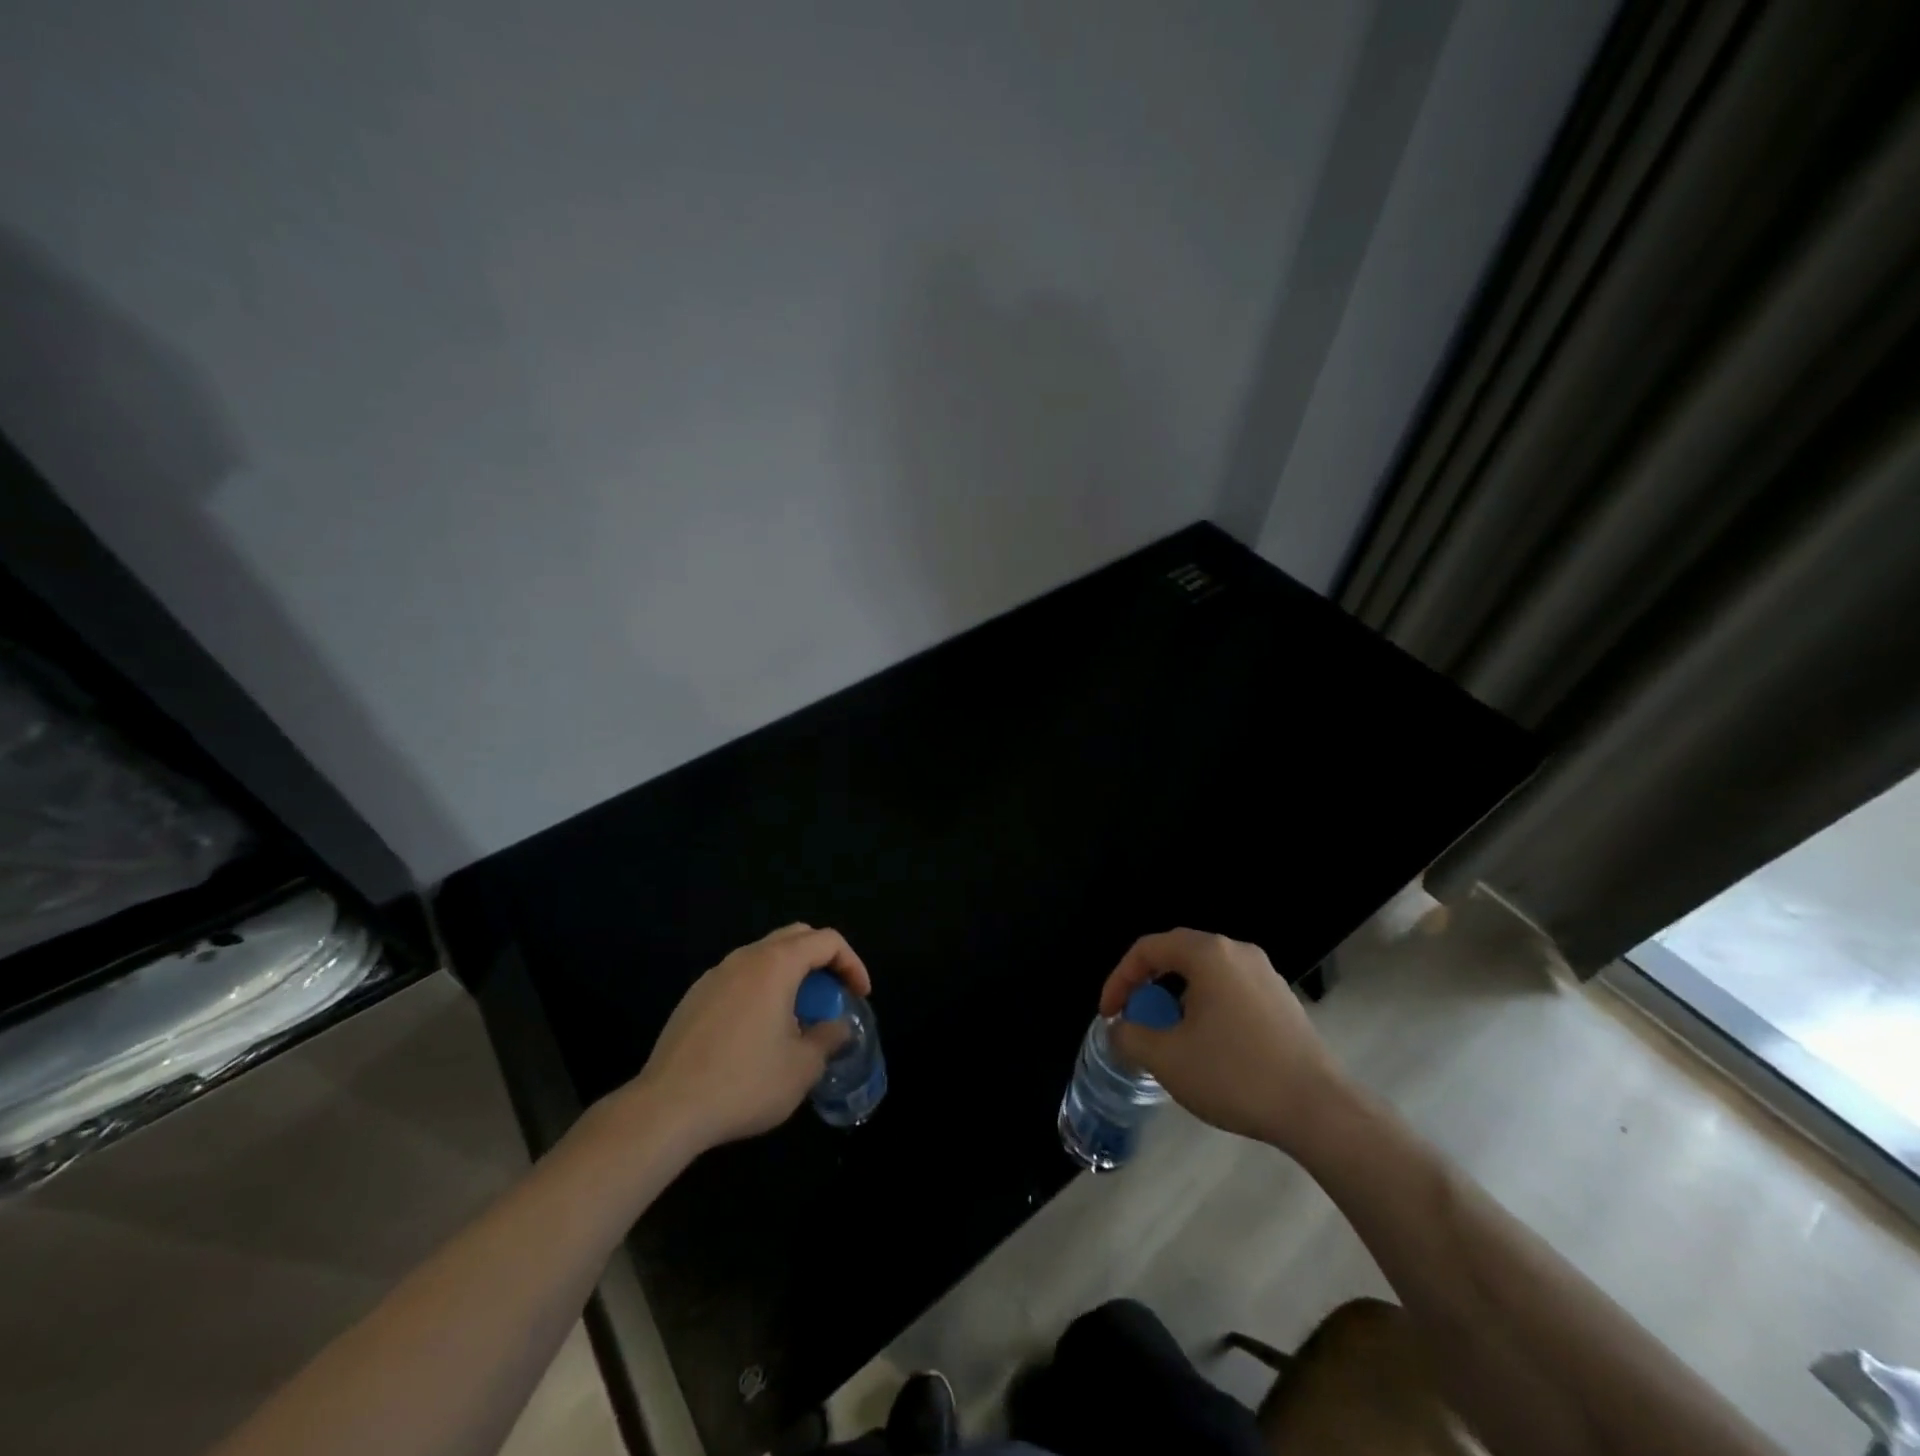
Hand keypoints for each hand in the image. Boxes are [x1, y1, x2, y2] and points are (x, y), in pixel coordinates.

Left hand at [624, 923, 870, 1152]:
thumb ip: (827, 1039)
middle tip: (832, 996)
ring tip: (798, 1016)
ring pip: (764, 957)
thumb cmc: (744, 1082)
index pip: (827, 941)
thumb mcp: (801, 1068)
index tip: (859, 996)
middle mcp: (745, 958)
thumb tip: (837, 1027)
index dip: (852, 963)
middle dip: (822, 961)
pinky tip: (759, 1032)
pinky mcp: (694, 997)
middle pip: (795, 937)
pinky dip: (762, 990)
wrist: (666, 1109)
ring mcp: (715, 975)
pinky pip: (739, 978)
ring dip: (791, 976)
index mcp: (776, 964)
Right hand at [1103, 928, 1348, 1154]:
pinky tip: (1208, 1045)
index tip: (1109, 1014)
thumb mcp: (1167, 1059)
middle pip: (1177, 955)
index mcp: (1208, 954)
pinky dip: (1206, 1007)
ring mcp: (1265, 974)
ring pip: (1205, 974)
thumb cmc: (1235, 1075)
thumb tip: (1120, 1028)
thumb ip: (1130, 1036)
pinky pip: (1230, 990)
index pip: (1148, 949)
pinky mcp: (1282, 1000)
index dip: (1120, 978)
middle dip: (1148, 985)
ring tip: (1168, 1034)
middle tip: (1135, 1018)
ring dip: (1177, 998)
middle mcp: (1238, 952)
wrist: (1318, 1110)